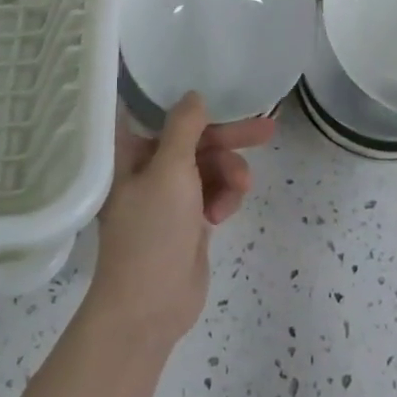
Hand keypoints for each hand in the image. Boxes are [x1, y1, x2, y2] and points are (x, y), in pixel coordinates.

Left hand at [84, 94, 275, 345]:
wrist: (149, 309)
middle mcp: (148, 167)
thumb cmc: (152, 232)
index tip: (216, 88)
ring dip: (229, 173)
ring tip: (239, 189)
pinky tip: (223, 215)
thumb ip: (184, 127)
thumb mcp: (170, 170)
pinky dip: (224, 197)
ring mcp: (169, 194)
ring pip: (210, 165)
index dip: (184, 99)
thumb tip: (194, 95)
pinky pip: (215, 191)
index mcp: (130, 152)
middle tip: (266, 130)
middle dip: (228, 137)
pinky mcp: (188, 218)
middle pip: (194, 138)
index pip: (156, 111)